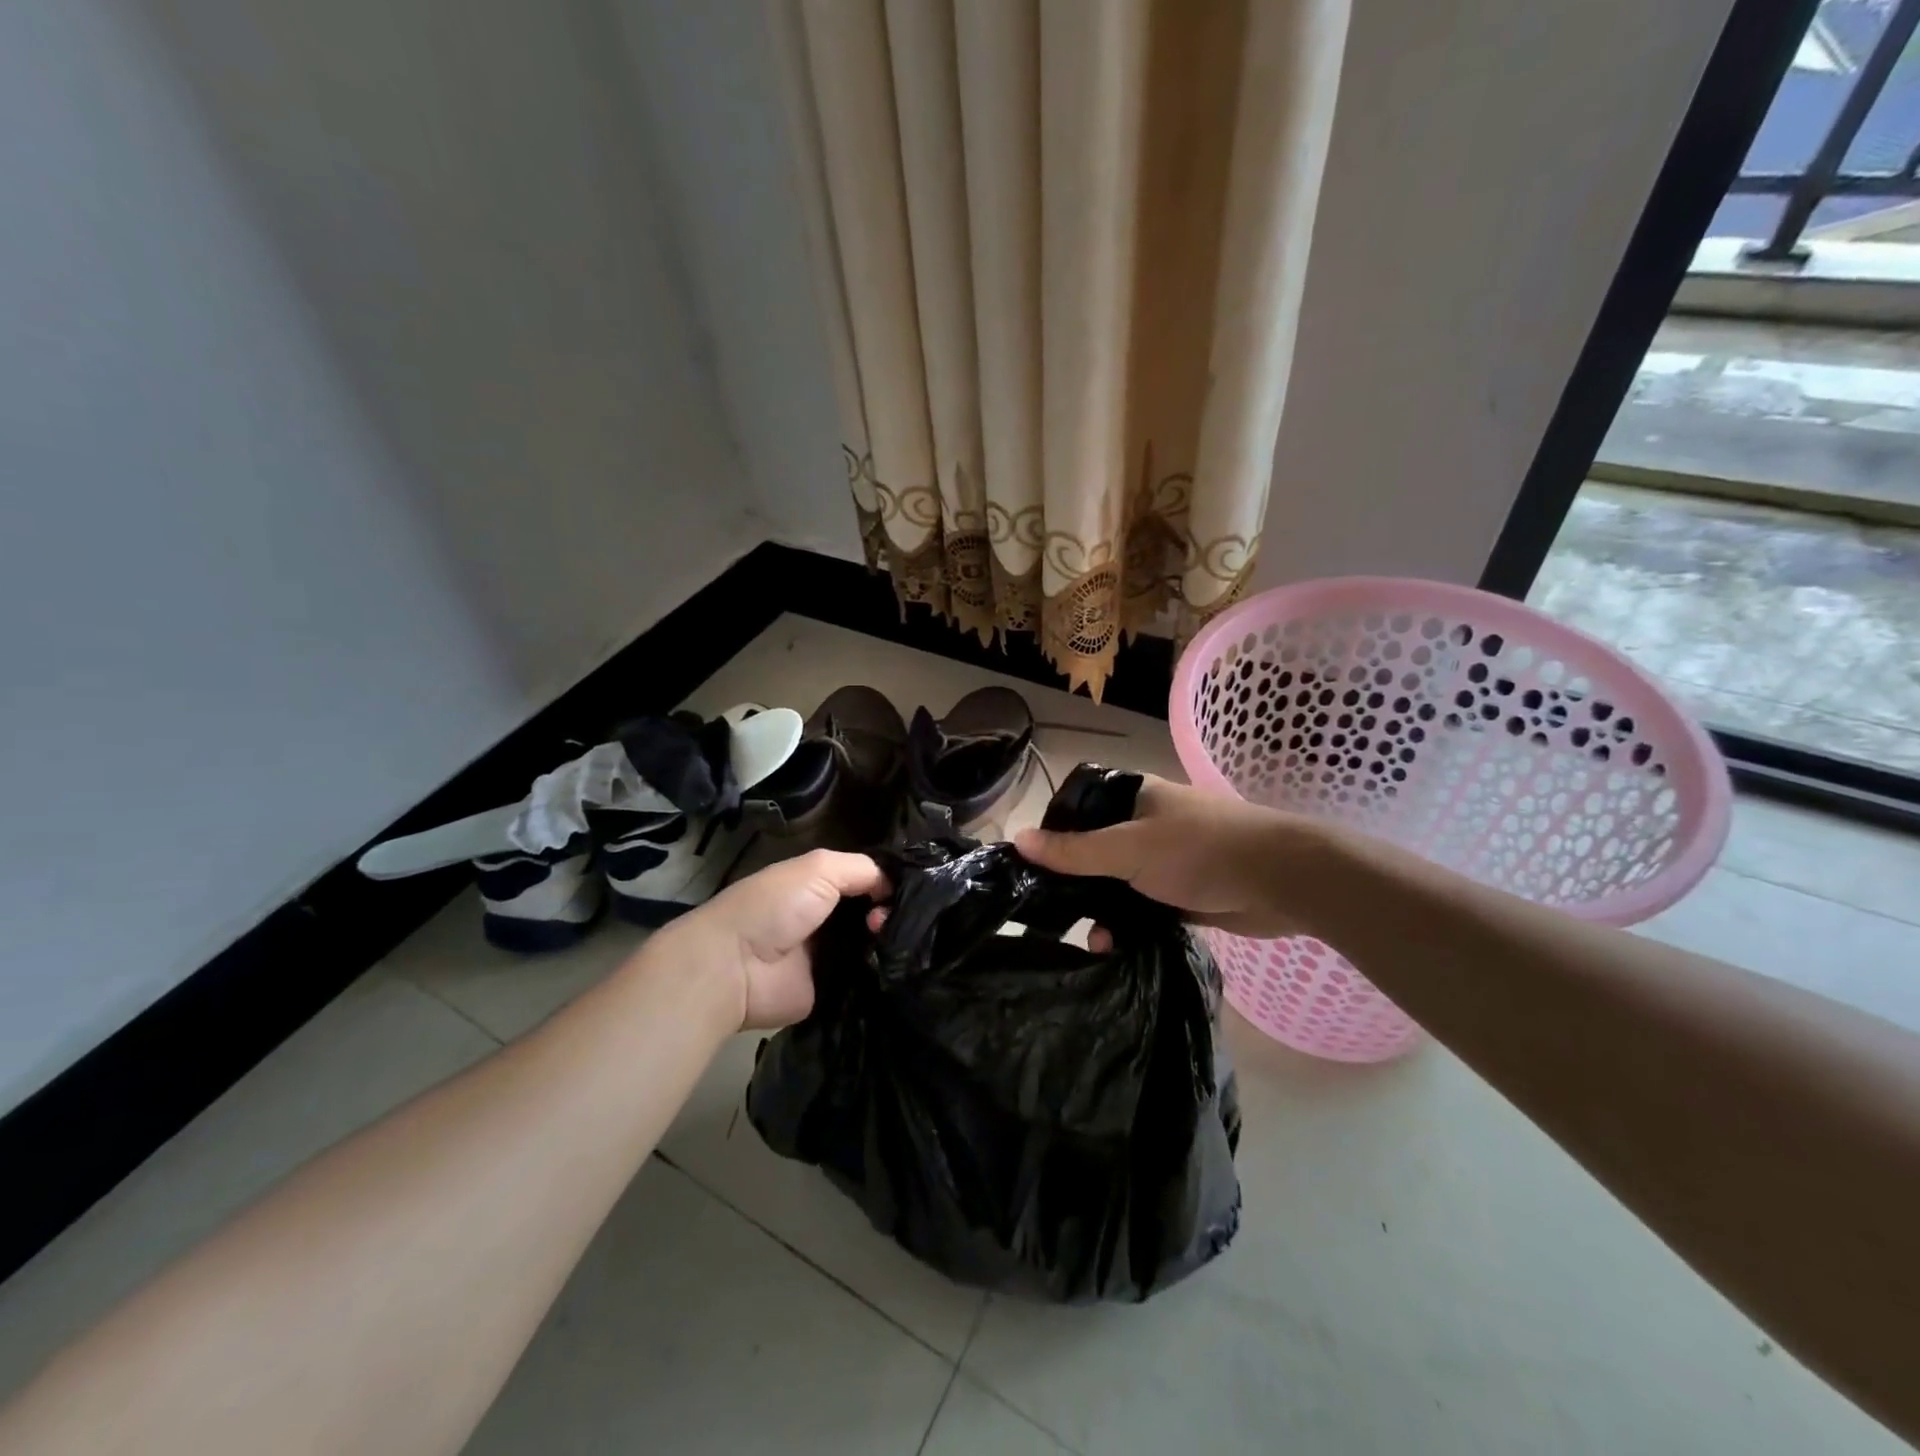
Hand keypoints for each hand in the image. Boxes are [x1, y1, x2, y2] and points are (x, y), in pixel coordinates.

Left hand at [647, 849, 886, 1031]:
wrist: (735, 967)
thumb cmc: (773, 907)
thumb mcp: (819, 868)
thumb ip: (862, 869)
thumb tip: (894, 885)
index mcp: (820, 886)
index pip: (867, 881)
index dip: (889, 884)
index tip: (909, 893)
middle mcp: (828, 919)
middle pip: (874, 913)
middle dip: (893, 914)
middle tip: (899, 922)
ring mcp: (831, 956)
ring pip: (874, 946)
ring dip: (891, 943)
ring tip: (901, 943)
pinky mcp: (832, 990)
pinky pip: (866, 979)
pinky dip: (883, 974)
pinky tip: (902, 967)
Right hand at [1012, 774, 1326, 940]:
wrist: (1282, 881)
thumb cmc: (1200, 850)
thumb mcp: (1129, 849)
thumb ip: (1075, 851)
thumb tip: (1017, 839)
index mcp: (1135, 798)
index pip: (1080, 807)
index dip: (1055, 832)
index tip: (1032, 866)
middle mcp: (1148, 825)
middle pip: (1096, 850)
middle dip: (1076, 883)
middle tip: (1052, 912)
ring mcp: (1167, 860)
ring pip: (1119, 884)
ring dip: (1102, 910)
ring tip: (1092, 941)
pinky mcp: (1184, 892)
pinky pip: (1144, 907)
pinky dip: (1129, 924)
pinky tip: (1114, 947)